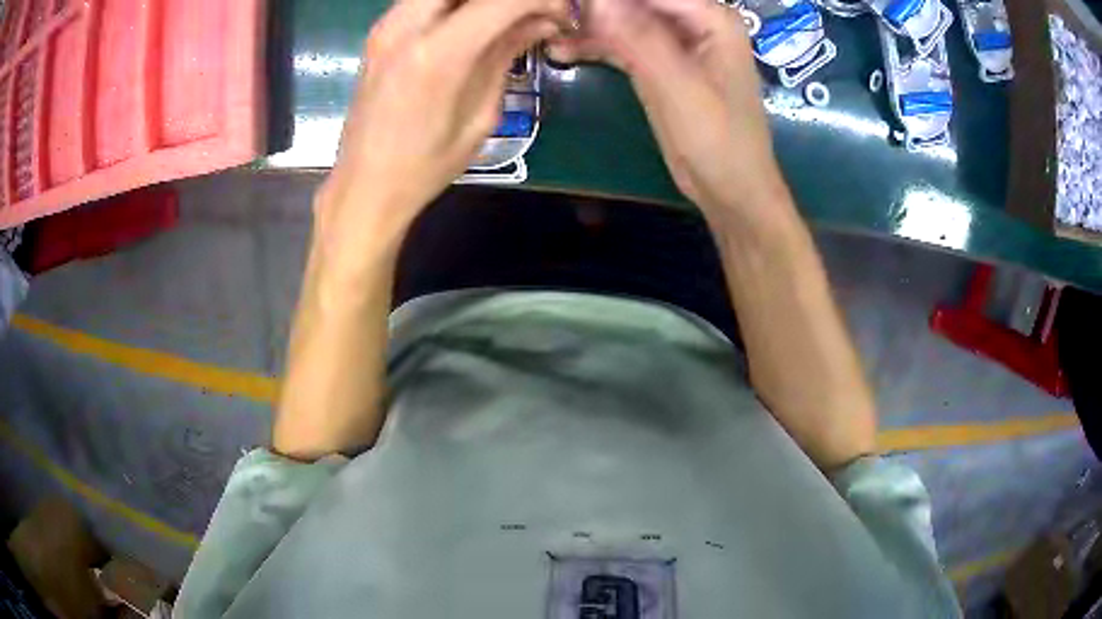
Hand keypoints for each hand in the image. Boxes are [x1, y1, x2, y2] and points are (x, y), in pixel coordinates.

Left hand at [317, 0, 570, 249]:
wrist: (365, 185)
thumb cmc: (427, 165)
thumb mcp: (481, 115)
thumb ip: (506, 55)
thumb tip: (540, 21)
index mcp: (437, 55)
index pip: (503, 0)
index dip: (542, 0)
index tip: (560, 17)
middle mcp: (406, 27)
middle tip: (530, 12)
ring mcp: (386, 25)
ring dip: (482, 0)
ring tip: (504, 19)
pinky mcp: (379, 31)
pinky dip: (456, 4)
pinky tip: (472, 22)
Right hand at [549, 0, 787, 218]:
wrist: (729, 188)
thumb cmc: (718, 139)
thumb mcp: (678, 86)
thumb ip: (639, 38)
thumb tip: (598, 1)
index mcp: (712, 18)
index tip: (566, 3)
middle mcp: (694, 22)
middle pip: (635, 3)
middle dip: (595, 9)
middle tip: (555, 16)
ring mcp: (674, 44)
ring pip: (623, 21)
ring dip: (588, 27)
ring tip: (550, 33)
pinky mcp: (658, 65)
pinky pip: (622, 44)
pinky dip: (595, 47)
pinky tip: (563, 51)